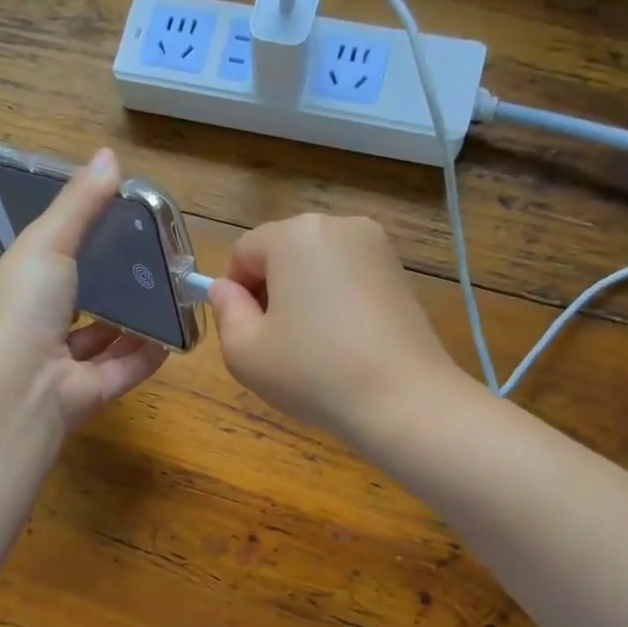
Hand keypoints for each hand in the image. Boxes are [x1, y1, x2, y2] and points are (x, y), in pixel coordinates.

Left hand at [0, 148, 166, 431]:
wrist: (16, 387)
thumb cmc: (23, 306)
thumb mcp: (47, 242)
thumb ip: (80, 204)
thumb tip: (110, 155)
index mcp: (22, 290)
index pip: (53, 265)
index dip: (82, 246)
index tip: (120, 226)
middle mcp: (40, 329)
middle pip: (83, 305)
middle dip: (114, 288)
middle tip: (155, 264)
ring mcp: (65, 366)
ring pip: (105, 341)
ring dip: (134, 323)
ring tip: (170, 296)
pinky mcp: (92, 394)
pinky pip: (125, 370)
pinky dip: (148, 355)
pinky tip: (175, 335)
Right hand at [208, 213, 462, 446]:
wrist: (402, 400)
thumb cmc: (312, 372)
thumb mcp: (244, 352)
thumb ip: (225, 311)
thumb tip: (225, 289)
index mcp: (295, 235)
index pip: (244, 251)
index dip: (235, 292)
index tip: (246, 332)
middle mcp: (338, 226)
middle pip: (283, 253)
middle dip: (271, 291)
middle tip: (276, 345)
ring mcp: (376, 247)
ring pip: (317, 266)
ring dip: (304, 298)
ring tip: (312, 348)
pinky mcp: (400, 273)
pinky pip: (349, 280)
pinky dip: (336, 304)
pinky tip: (343, 345)